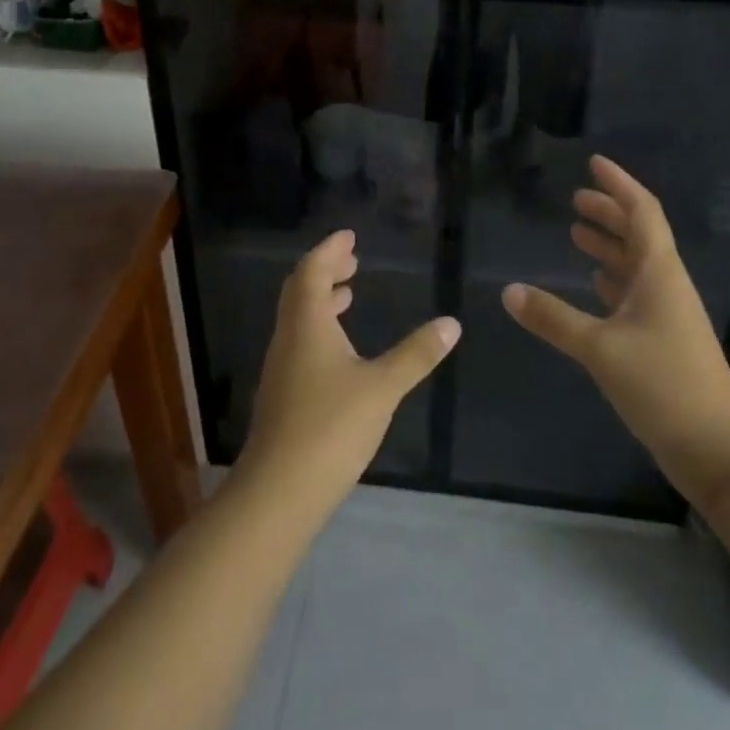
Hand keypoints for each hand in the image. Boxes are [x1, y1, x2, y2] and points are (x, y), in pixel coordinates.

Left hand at [240, 230, 460, 516]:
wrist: (278, 492)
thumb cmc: (331, 427)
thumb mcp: (383, 388)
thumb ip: (416, 354)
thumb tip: (451, 323)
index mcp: (307, 324)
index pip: (312, 271)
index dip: (330, 250)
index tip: (349, 237)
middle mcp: (288, 338)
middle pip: (300, 290)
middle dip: (325, 270)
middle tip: (352, 260)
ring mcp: (281, 368)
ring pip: (298, 318)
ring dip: (322, 300)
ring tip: (348, 296)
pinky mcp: (282, 395)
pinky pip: (299, 342)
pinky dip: (319, 327)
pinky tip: (339, 350)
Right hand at [502, 156, 729, 497]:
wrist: (717, 449)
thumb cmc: (663, 385)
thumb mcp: (600, 349)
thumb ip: (553, 318)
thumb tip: (508, 291)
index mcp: (659, 273)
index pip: (642, 212)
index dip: (619, 185)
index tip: (594, 163)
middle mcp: (666, 285)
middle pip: (639, 234)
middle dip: (609, 213)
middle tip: (575, 200)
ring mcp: (667, 313)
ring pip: (636, 264)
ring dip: (609, 245)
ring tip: (576, 233)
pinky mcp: (663, 340)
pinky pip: (634, 294)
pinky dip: (612, 280)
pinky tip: (593, 283)